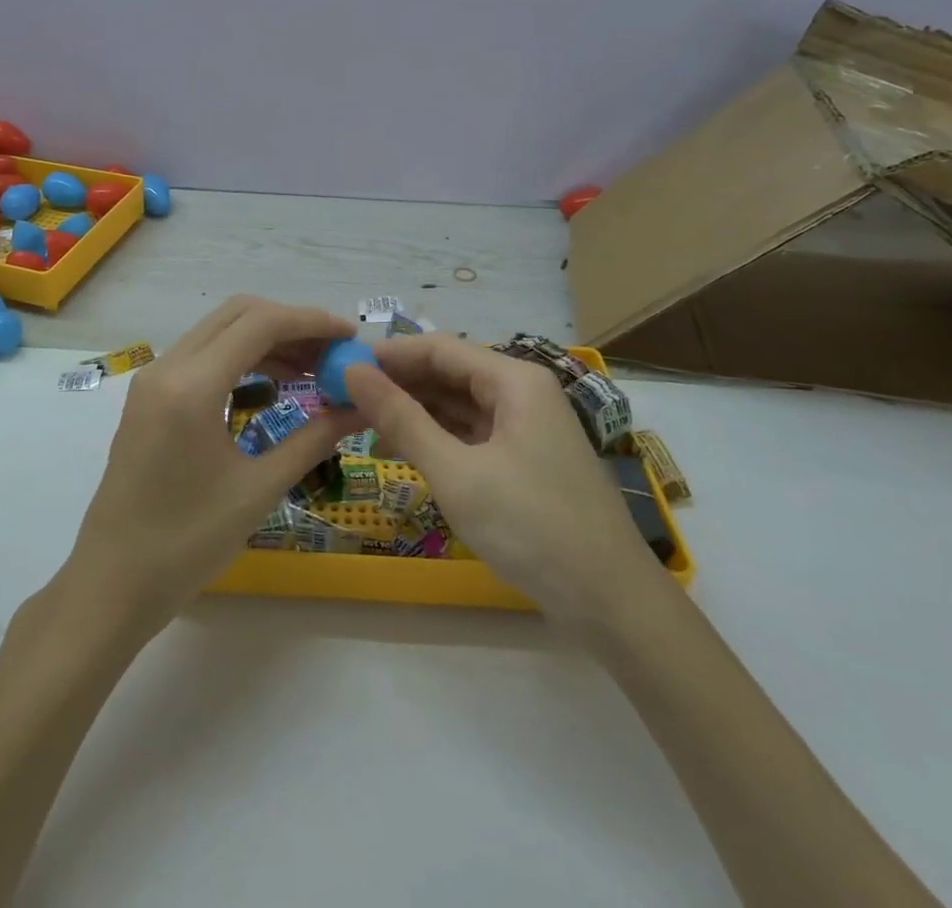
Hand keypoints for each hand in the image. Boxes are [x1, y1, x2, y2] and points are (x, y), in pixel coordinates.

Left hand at [66, 296, 355, 632]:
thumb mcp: (258, 490)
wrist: (111, 584)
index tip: (350, 338)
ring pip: (218, 332)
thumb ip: (313, 439)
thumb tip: (361, 409)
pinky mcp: (149, 397)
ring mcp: (152, 380)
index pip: (259, 324)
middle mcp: (167, 367)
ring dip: (265, 341)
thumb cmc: (186, 544)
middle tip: (332, 354)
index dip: (311, 323)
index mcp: (191, 386)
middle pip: (237, 315)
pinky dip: (240, 359)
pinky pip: (201, 357)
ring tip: (311, 372)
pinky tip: (271, 388)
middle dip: (290, 325)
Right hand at [342, 334, 659, 626]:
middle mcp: (522, 392)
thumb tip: (352, 372)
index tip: (340, 367)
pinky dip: (437, 437)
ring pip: (458, 404)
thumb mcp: (456, 473)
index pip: (439, 348)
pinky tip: (404, 448)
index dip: (389, 354)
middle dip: (398, 383)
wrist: (611, 603)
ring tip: (363, 424)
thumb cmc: (532, 527)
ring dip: (414, 410)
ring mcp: (526, 426)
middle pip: (449, 372)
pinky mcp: (524, 458)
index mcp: (514, 380)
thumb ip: (401, 419)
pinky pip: (471, 432)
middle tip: (344, 399)